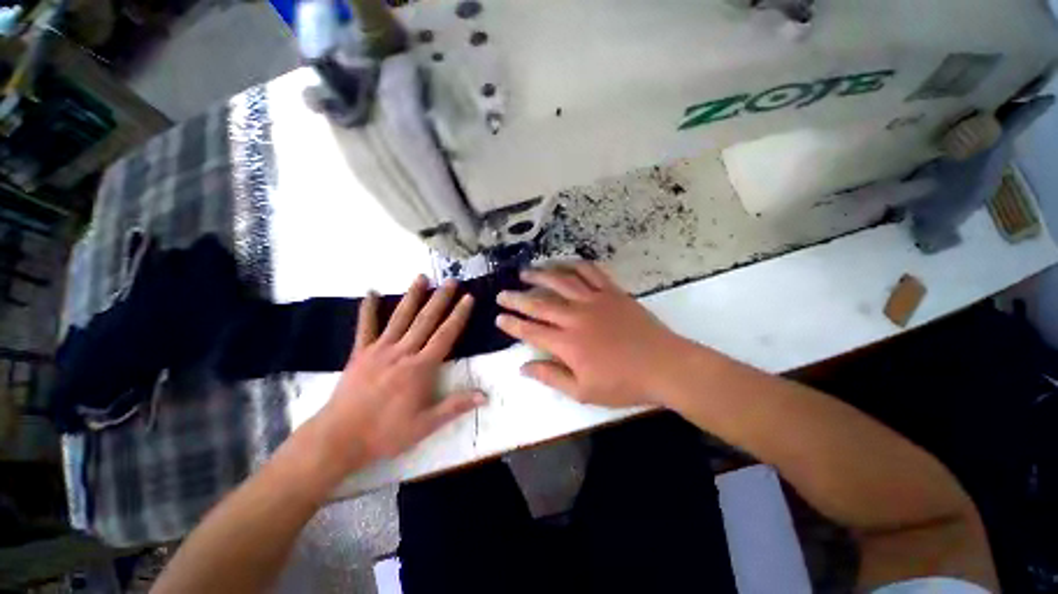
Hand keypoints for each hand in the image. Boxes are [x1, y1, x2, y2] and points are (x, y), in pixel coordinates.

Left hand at [317, 275, 484, 471]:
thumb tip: (486, 396)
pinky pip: (365, 327)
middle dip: (441, 299)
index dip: (459, 315)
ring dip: (412, 296)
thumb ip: (456, 406)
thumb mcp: (426, 424)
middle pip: (426, 320)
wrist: (339, 438)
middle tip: (451, 281)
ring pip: (400, 317)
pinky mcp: (360, 353)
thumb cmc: (386, 432)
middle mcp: (403, 352)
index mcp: (421, 367)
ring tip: (422, 277)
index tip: (468, 298)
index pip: (446, 335)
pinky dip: (368, 309)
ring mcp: (380, 349)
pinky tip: (370, 292)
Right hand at [495, 262, 687, 407]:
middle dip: (517, 298)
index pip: (531, 330)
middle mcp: (576, 317)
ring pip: (561, 282)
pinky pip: (591, 273)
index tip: (499, 317)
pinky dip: (575, 266)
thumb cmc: (623, 383)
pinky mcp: (612, 292)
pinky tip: (565, 264)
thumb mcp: (584, 391)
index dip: (512, 324)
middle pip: (540, 304)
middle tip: (502, 294)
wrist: (664, 366)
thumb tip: (524, 367)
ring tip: (525, 272)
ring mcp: (595, 301)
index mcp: (567, 343)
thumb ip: (551, 377)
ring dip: (540, 276)